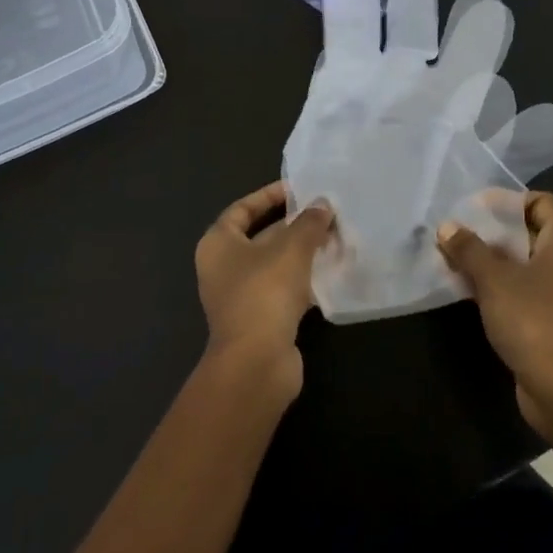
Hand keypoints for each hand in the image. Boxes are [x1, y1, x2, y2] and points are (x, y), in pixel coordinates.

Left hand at [195, 182, 334, 401]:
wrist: (256, 362)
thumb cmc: (264, 292)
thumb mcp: (291, 249)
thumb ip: (308, 223)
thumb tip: (323, 204)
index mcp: (218, 244)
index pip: (242, 209)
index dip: (269, 196)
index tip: (298, 190)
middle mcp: (224, 267)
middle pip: (261, 236)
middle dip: (294, 225)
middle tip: (326, 213)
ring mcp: (241, 296)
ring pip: (275, 264)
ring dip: (303, 252)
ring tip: (335, 238)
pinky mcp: (260, 319)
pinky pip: (283, 289)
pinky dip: (305, 279)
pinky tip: (332, 271)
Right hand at [438, 192, 552, 437]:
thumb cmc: (534, 322)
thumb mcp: (494, 280)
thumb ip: (469, 249)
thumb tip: (448, 227)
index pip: (540, 202)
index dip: (508, 201)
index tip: (475, 209)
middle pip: (531, 231)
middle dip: (493, 232)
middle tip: (458, 234)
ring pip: (527, 263)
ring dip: (494, 261)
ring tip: (457, 260)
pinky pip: (529, 289)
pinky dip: (503, 285)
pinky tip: (472, 291)